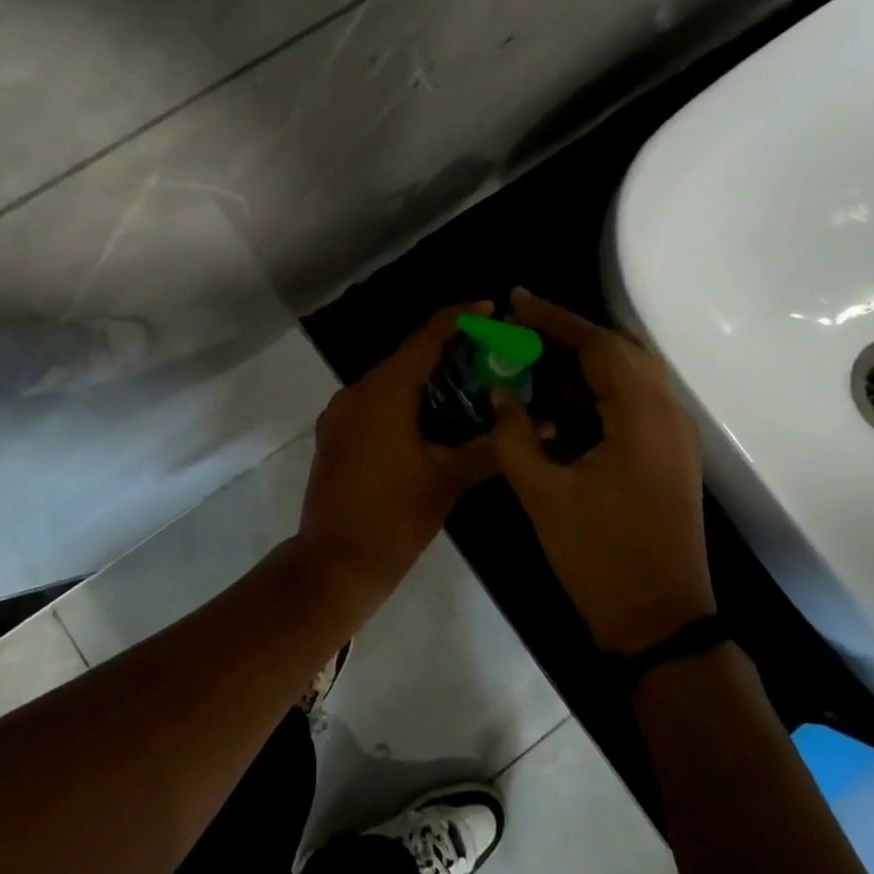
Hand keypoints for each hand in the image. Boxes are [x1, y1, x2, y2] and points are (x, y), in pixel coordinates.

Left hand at [296, 303, 498, 596]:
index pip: (424, 339)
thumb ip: (492, 447)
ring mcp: (340, 415)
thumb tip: (540, 425)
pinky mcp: (336, 435)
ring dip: (425, 377)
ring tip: (469, 383)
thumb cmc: (394, 520)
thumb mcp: (448, 480)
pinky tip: (433, 416)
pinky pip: (374, 403)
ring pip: (389, 381)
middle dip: (447, 351)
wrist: (334, 565)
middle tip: (490, 353)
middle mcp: (355, 393)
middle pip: (406, 357)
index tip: (490, 309)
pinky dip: (404, 400)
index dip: (458, 319)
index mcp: (382, 394)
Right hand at [491, 289, 713, 653]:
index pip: (598, 345)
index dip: (553, 319)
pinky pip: (630, 407)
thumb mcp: (542, 492)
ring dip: (582, 366)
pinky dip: (594, 396)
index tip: (515, 300)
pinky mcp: (667, 459)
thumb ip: (514, 434)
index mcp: (642, 416)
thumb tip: (501, 393)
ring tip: (531, 364)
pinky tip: (555, 407)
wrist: (658, 622)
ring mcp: (672, 438)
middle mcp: (667, 415)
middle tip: (521, 330)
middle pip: (619, 353)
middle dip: (568, 336)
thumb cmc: (598, 555)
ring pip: (627, 379)